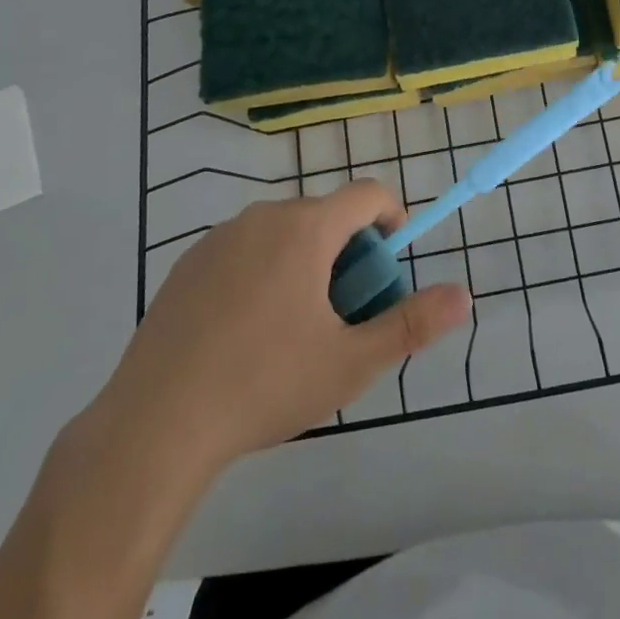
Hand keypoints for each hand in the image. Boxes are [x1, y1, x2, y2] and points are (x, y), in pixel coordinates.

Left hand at [99, 181, 471, 471]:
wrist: (155, 424)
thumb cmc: (264, 385)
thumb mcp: (350, 362)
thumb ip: (411, 324)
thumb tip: (464, 295)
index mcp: (306, 229)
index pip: (367, 194)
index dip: (391, 219)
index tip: (390, 267)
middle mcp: (264, 217)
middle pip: (325, 214)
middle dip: (348, 251)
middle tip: (345, 312)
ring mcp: (219, 237)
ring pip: (283, 232)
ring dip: (305, 260)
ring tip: (296, 327)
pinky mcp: (187, 263)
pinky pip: (243, 250)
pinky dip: (262, 271)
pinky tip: (246, 332)